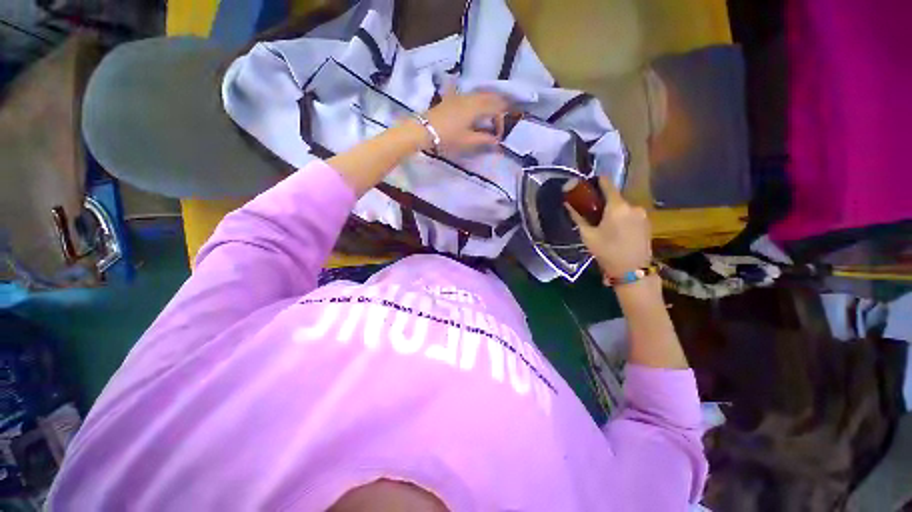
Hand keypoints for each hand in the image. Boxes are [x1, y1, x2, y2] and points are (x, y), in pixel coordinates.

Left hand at [420, 90, 507, 151]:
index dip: (501, 121)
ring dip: (488, 105)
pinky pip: (471, 96)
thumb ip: (484, 139)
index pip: (497, 108)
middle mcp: (471, 97)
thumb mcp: (468, 141)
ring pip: (481, 95)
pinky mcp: (453, 98)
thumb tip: (496, 140)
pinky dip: (479, 102)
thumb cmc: (448, 137)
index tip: (498, 136)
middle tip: (498, 124)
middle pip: (491, 97)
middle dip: (498, 109)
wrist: (424, 130)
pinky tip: (475, 111)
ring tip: (489, 119)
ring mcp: (461, 96)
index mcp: (477, 107)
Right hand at [565, 177, 652, 277]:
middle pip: (615, 197)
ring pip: (623, 207)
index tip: (588, 184)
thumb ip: (578, 217)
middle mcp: (633, 206)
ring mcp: (642, 214)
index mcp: (617, 206)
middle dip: (603, 202)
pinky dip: (622, 217)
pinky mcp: (647, 223)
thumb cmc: (606, 252)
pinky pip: (631, 214)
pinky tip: (616, 231)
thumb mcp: (587, 235)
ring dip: (614, 211)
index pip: (607, 184)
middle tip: (592, 213)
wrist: (632, 271)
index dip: (597, 181)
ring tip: (604, 225)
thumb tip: (568, 204)